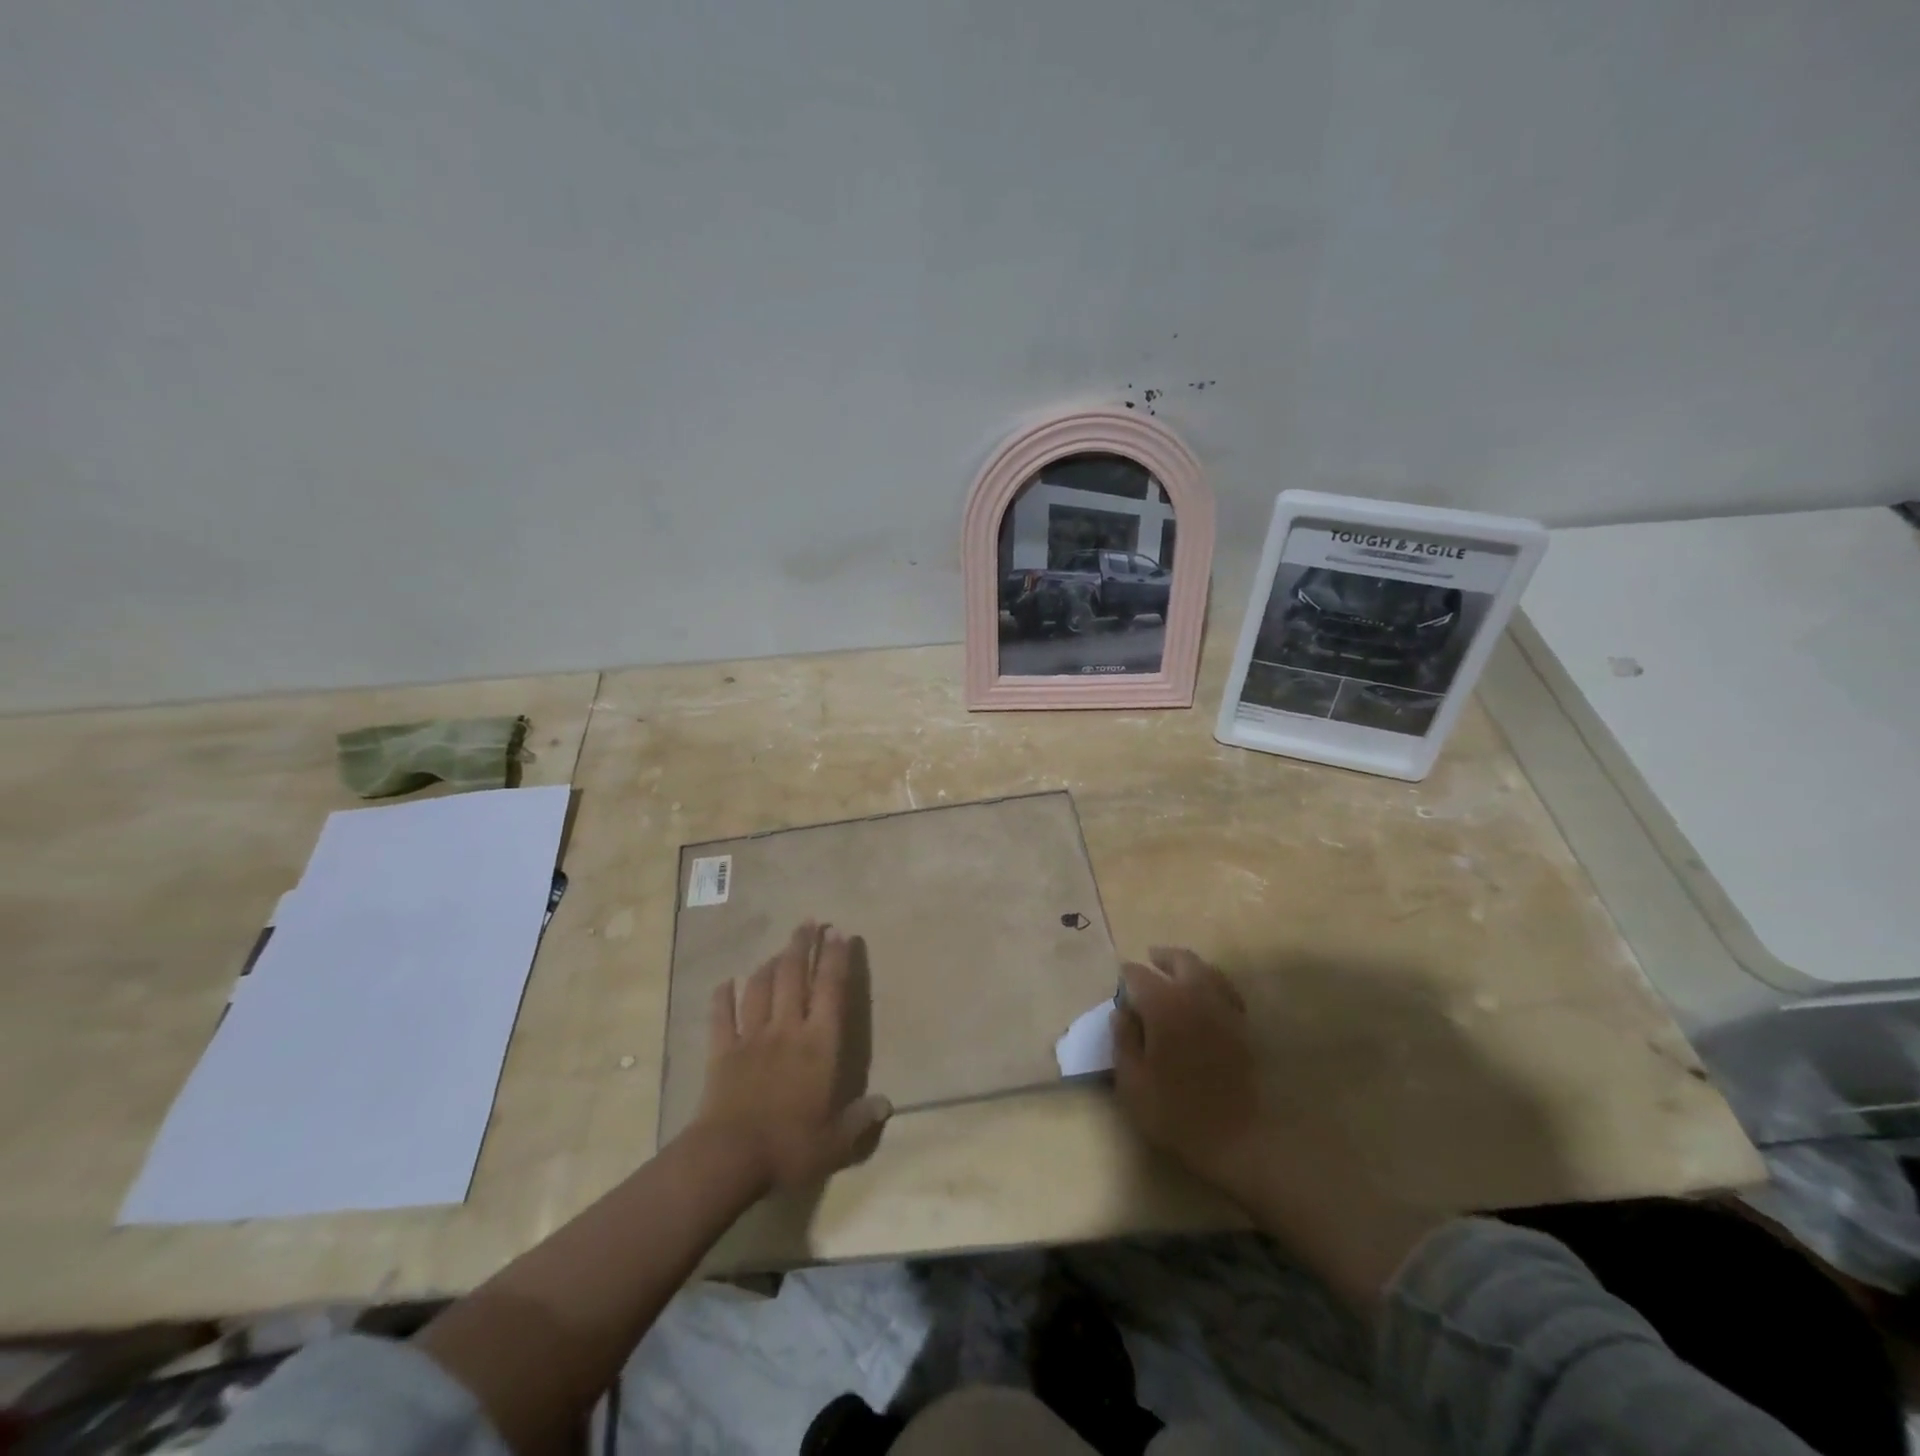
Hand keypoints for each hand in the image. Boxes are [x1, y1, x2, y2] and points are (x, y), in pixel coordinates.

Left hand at [692, 921, 891, 1191]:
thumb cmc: (789, 1147)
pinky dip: (723, 997)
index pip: (831, 990)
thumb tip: (887, 1105)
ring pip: (761, 988)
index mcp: (819, 1044)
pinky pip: (722, 1016)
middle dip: (803, 946)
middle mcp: (787, 1029)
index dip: (837, 959)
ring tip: (779, 950)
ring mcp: (752, 1037)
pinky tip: (725, 983)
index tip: (840, 934)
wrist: (729, 1157)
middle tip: (809, 922)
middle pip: (795, 976)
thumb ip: (861, 1120)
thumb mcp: (836, 1141)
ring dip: (770, 965)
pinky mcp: (722, 1052)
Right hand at [1111, 947, 1265, 1203]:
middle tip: (1149, 961)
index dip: (1126, 978)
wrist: (1238, 1140)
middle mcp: (1196, 996)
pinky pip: (1225, 990)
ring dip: (1188, 967)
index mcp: (1164, 1004)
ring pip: (1207, 970)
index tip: (1119, 989)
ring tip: (1175, 976)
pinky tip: (1203, 1000)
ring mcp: (1225, 1009)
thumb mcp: (1133, 1082)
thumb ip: (1123, 1041)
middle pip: (1181, 960)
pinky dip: (1211, 985)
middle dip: (1162, 958)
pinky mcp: (1243, 1026)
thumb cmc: (1176, 1112)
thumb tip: (1121, 1012)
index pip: (1138, 975)